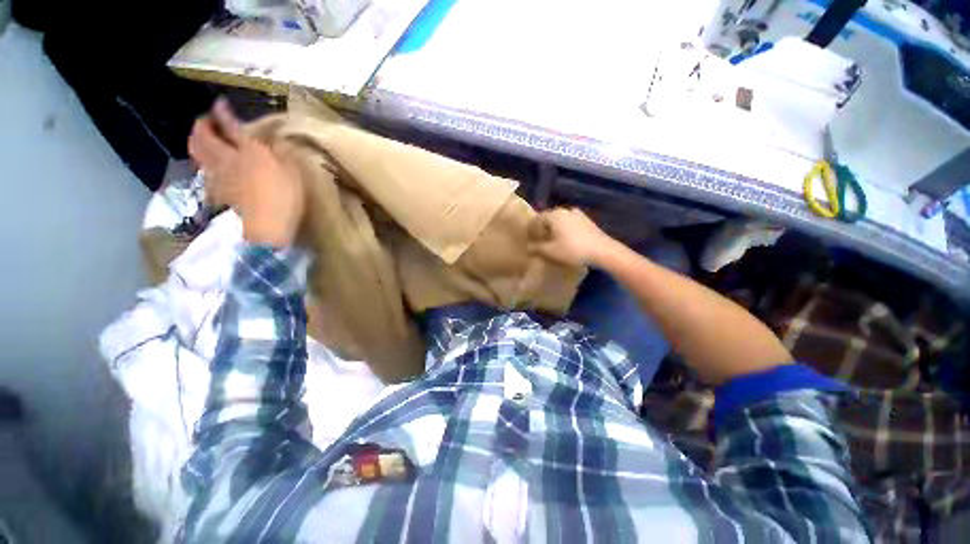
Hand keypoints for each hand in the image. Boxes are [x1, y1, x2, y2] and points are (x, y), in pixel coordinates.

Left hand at [189, 98, 303, 247]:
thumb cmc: (285, 197)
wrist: (268, 226)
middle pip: (204, 137)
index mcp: (248, 150)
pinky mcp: (218, 191)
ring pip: (198, 152)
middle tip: (207, 120)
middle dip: (202, 125)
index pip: (230, 125)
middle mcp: (227, 158)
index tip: (219, 103)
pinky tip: (208, 165)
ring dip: (196, 141)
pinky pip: (204, 171)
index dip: (222, 112)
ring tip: (201, 138)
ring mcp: (219, 175)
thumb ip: (283, 154)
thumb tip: (275, 143)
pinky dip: (203, 163)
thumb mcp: (293, 172)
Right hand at [529, 208, 615, 266]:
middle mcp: (565, 210)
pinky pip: (570, 224)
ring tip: (552, 241)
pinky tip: (567, 241)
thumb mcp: (550, 251)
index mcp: (554, 215)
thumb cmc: (572, 249)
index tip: (528, 239)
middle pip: (549, 218)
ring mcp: (578, 215)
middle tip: (539, 241)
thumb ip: (536, 248)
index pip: (537, 219)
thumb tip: (528, 246)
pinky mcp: (587, 221)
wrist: (602, 251)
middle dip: (543, 229)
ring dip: (555, 229)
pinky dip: (565, 230)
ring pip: (560, 221)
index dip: (531, 229)